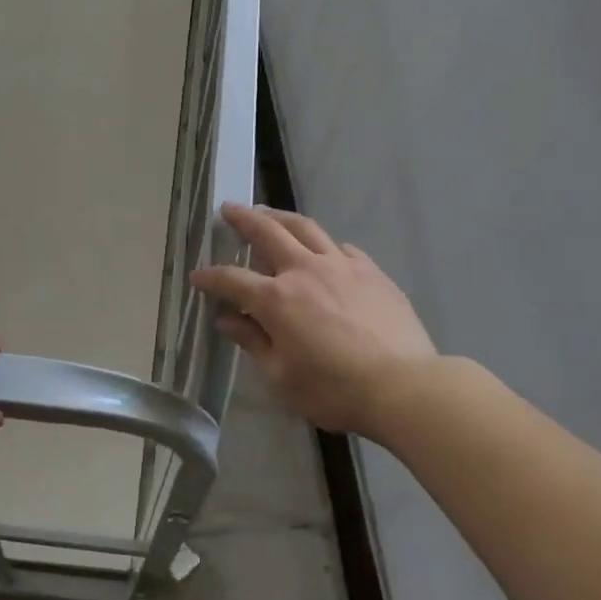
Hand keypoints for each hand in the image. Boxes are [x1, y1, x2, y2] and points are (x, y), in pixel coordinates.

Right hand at [190, 203, 437, 439]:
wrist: (402, 384)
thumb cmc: (334, 389)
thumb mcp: (282, 376)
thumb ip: (254, 342)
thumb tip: (227, 320)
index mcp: (277, 299)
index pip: (232, 279)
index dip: (211, 277)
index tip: (198, 276)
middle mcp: (305, 270)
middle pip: (267, 232)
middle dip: (243, 219)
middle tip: (229, 209)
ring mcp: (341, 265)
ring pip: (305, 228)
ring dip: (281, 217)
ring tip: (269, 213)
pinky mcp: (371, 270)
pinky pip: (340, 247)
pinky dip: (323, 244)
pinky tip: (323, 251)